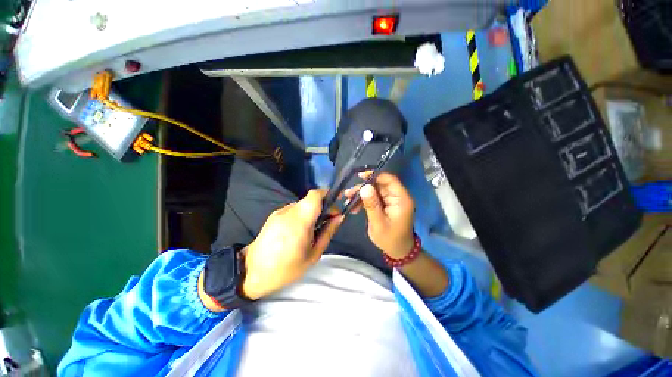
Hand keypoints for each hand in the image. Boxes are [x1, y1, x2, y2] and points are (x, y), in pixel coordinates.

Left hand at [241, 189, 342, 299]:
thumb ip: (328, 232)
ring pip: (303, 204)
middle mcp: (289, 211)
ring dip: (312, 212)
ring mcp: (280, 211)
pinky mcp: (274, 215)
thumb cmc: (287, 268)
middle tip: (327, 222)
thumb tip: (340, 217)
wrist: (252, 272)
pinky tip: (299, 231)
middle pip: (311, 200)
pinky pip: (293, 210)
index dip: (328, 194)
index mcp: (300, 220)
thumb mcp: (314, 254)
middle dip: (322, 207)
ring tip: (312, 229)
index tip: (335, 206)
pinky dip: (301, 215)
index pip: (315, 194)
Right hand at [345, 172, 414, 257]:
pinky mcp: (385, 204)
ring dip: (360, 194)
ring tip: (348, 200)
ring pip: (374, 191)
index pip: (389, 180)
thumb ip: (371, 205)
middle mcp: (396, 196)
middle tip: (348, 193)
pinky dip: (363, 201)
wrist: (397, 251)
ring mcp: (390, 200)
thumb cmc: (390, 239)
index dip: (375, 175)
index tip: (360, 176)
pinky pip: (373, 198)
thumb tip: (364, 187)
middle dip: (363, 187)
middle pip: (379, 184)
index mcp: (401, 199)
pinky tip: (353, 207)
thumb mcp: (379, 223)